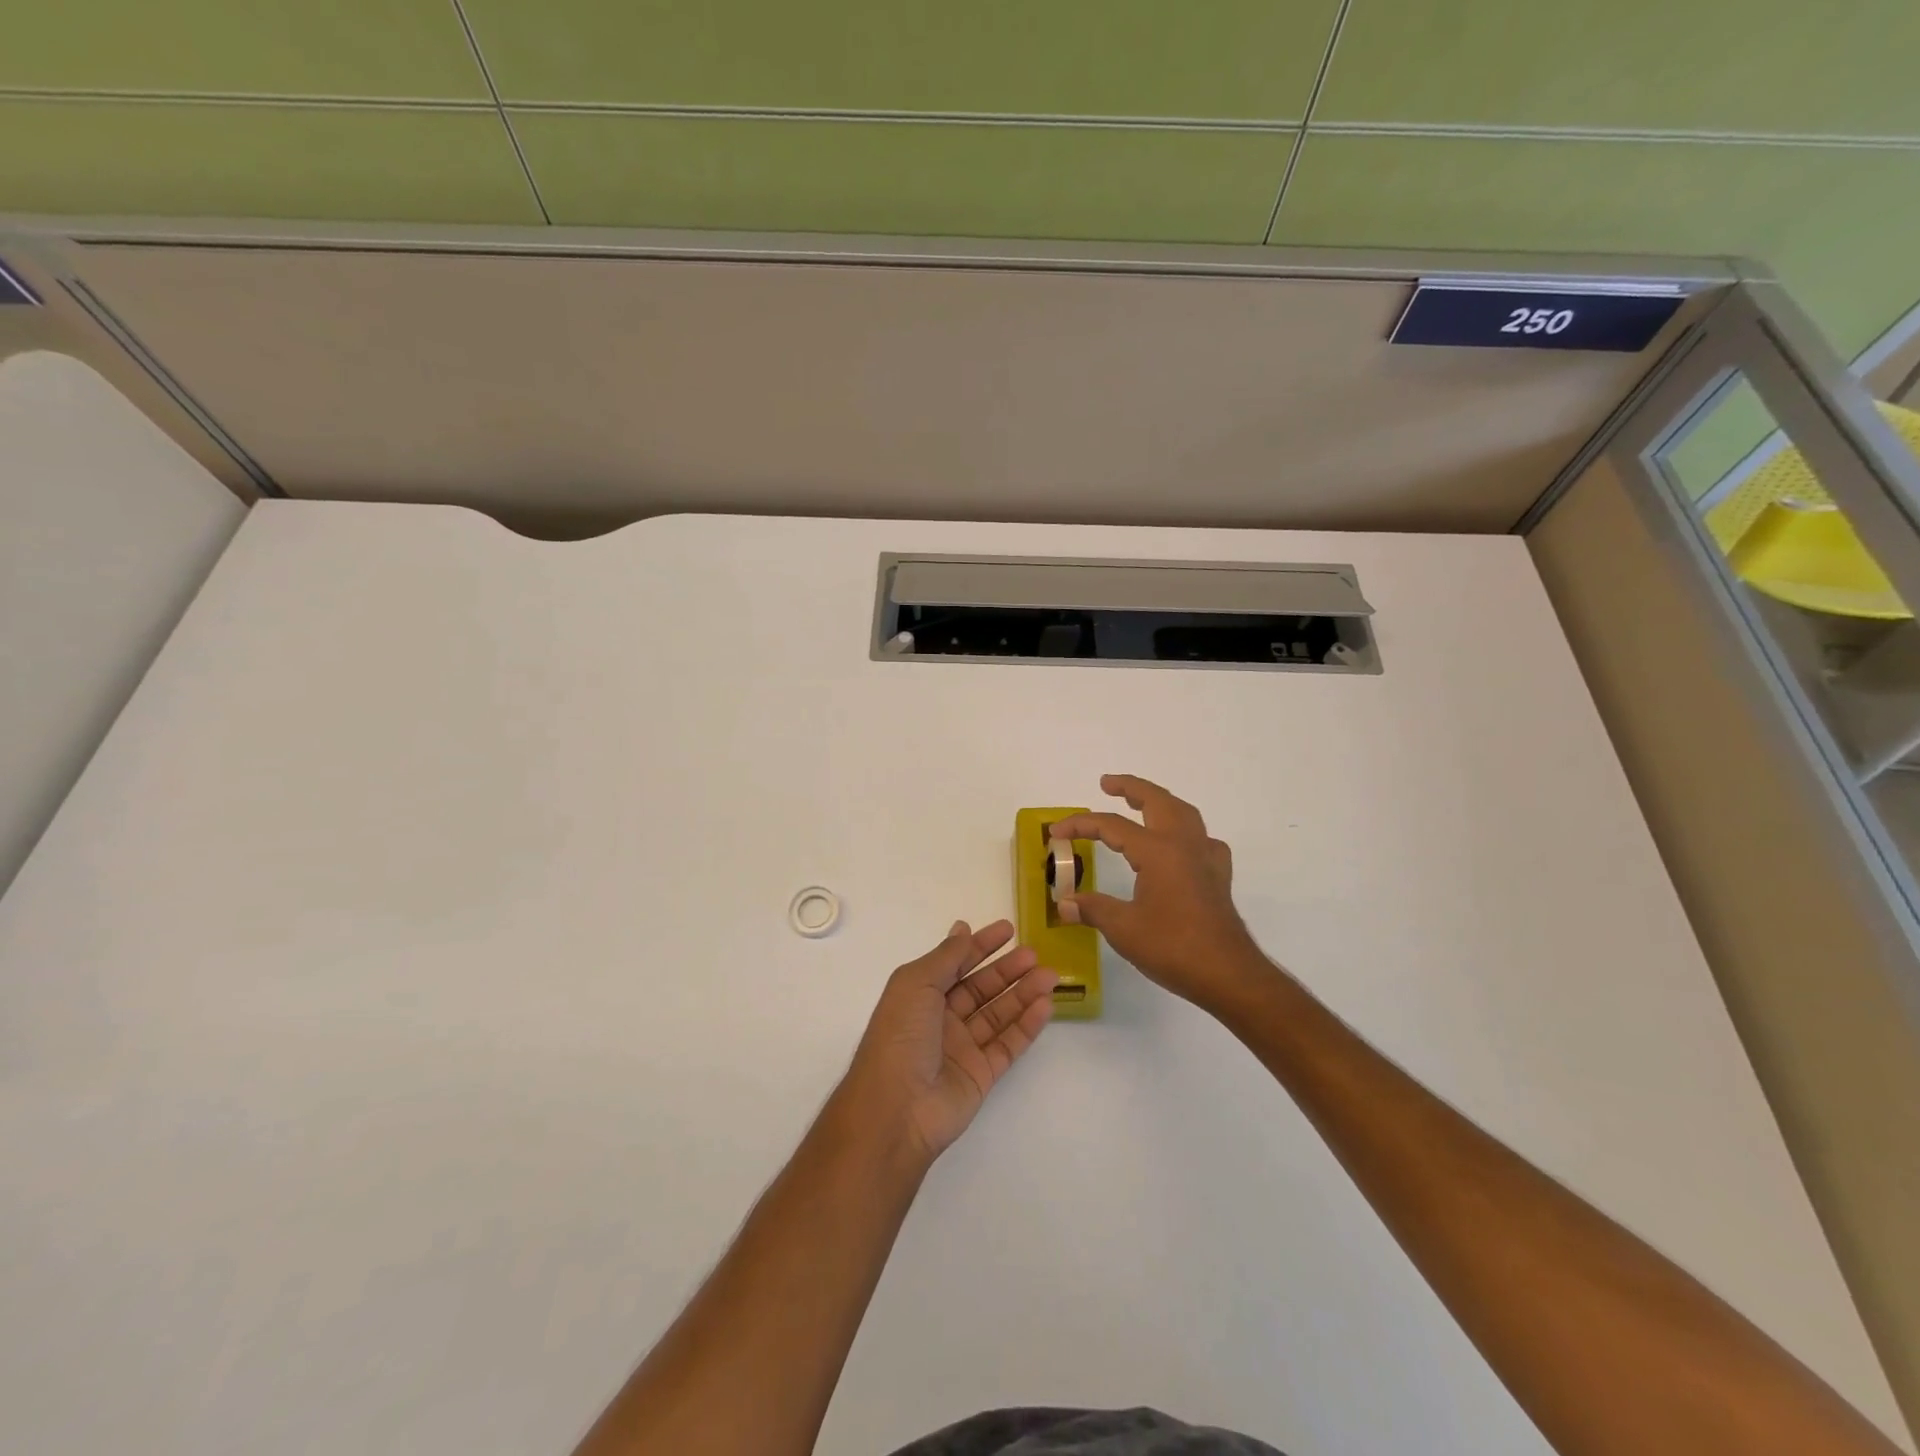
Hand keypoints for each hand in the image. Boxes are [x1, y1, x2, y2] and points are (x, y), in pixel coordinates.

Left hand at [840, 920, 1058, 1164]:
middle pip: (981, 988)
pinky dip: (1027, 1025)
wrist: (896, 1109)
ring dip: (1023, 993)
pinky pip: (1008, 1044)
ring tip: (1050, 976)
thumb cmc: (900, 1036)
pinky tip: (1045, 1006)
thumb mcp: (916, 984)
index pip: (956, 962)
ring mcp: (962, 1047)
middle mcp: (941, 1018)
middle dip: (1007, 970)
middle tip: (1035, 955)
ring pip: (999, 1014)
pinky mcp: (981, 1074)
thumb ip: (947, 956)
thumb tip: (963, 927)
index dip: (981, 945)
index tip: (1008, 930)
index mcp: (920, 994)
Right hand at [1052, 774, 1271, 1014]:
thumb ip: (1093, 909)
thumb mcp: (1123, 929)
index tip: (1056, 832)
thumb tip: (1065, 903)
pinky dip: (1185, 831)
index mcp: (1158, 850)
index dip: (1081, 825)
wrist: (1228, 974)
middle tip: (1107, 783)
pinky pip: (1202, 839)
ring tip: (1140, 803)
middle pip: (1157, 800)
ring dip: (1159, 801)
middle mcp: (1184, 844)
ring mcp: (1206, 858)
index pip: (1112, 825)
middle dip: (1130, 787)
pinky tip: (1179, 845)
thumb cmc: (1173, 947)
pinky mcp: (1218, 876)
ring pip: (1183, 813)